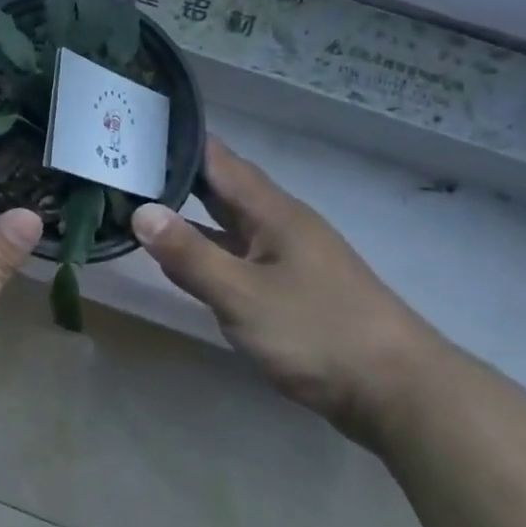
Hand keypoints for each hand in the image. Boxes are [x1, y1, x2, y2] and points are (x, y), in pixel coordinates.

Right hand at [131, 138, 439, 444]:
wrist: (400, 394)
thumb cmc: (319, 333)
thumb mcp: (243, 295)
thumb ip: (190, 255)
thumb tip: (140, 211)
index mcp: (272, 212)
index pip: (218, 160)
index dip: (177, 143)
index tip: (132, 132)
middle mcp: (280, 225)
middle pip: (223, 189)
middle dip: (176, 177)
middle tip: (124, 167)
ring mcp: (289, 258)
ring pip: (230, 225)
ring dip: (190, 216)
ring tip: (140, 205)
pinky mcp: (292, 290)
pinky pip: (239, 257)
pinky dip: (208, 252)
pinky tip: (183, 263)